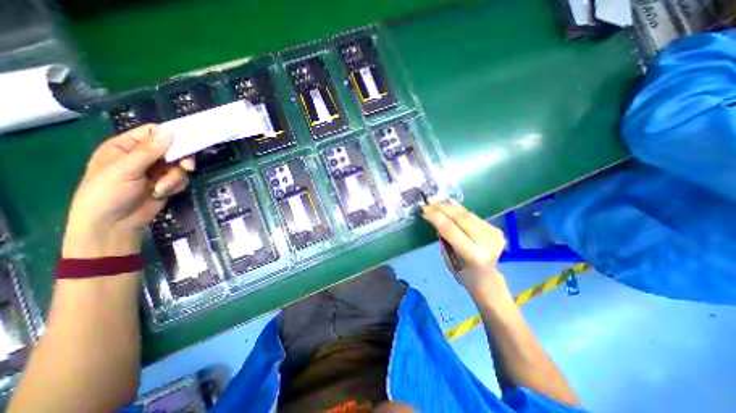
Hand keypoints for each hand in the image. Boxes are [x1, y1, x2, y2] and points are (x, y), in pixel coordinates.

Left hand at [63, 124, 193, 257]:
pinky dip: (175, 186)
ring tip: (161, 188)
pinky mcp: (167, 183)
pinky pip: (181, 179)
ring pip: (180, 166)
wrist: (115, 223)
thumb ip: (149, 151)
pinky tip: (162, 193)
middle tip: (187, 167)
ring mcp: (157, 171)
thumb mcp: (126, 169)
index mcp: (126, 146)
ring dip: (175, 178)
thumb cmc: (108, 193)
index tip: (186, 142)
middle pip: (173, 149)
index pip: (153, 132)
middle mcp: (144, 156)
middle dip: (180, 160)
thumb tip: (170, 132)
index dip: (171, 135)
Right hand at [423, 201, 509, 301]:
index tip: (425, 209)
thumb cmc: (462, 273)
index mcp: (474, 255)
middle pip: (461, 218)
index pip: (451, 229)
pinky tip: (450, 207)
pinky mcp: (496, 230)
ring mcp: (494, 235)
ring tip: (437, 202)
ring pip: (468, 215)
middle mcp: (487, 243)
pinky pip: (474, 216)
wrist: (487, 280)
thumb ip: (444, 239)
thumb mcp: (448, 259)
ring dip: (450, 207)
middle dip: (442, 208)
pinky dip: (460, 211)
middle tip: (429, 202)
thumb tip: (437, 218)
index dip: (436, 217)